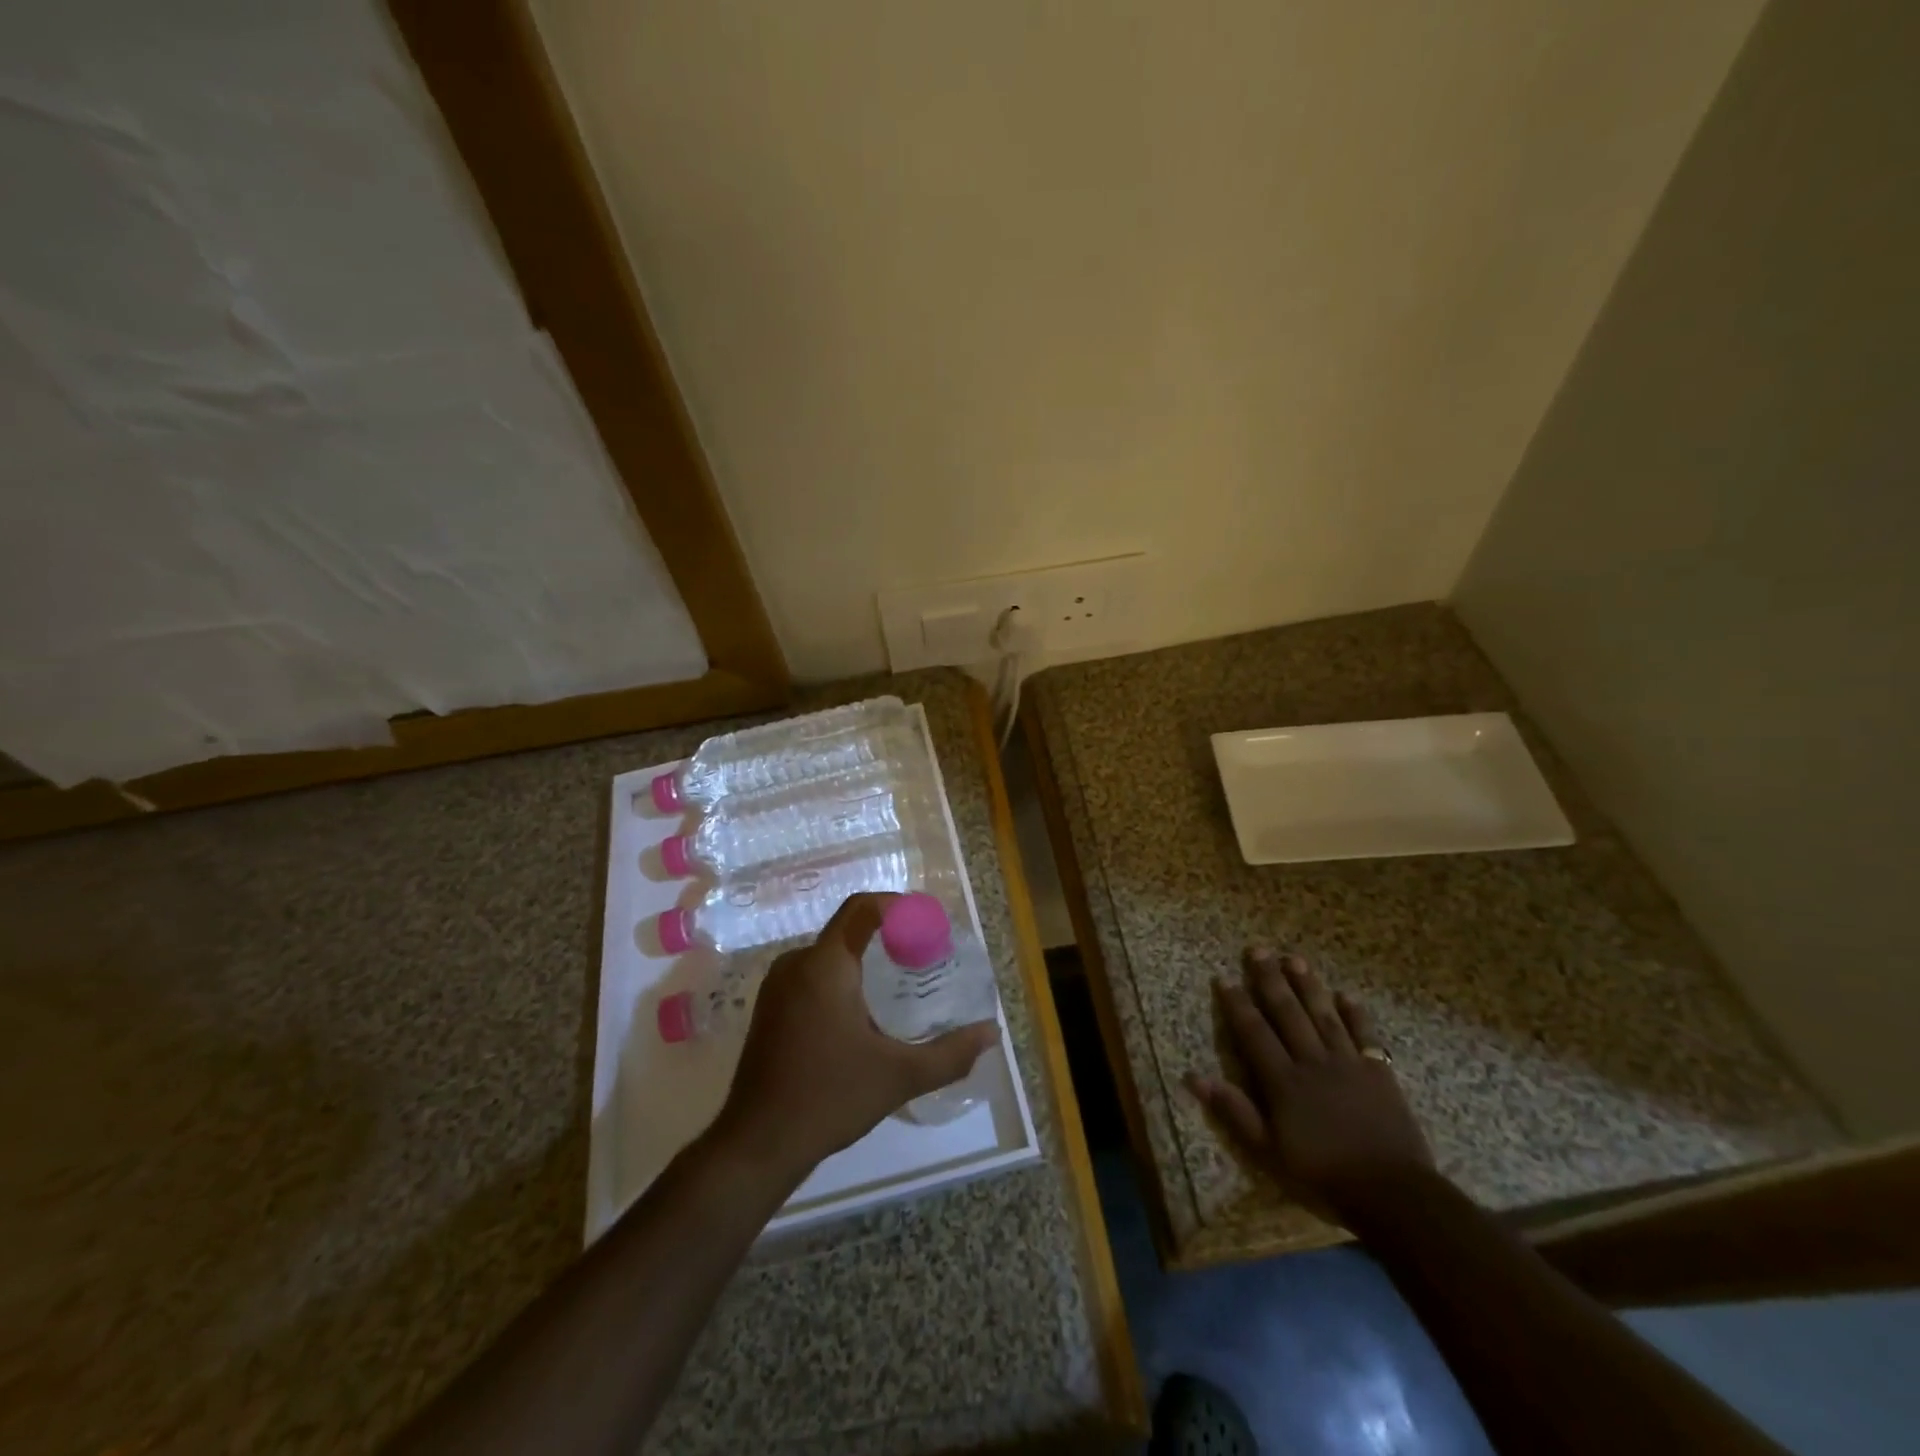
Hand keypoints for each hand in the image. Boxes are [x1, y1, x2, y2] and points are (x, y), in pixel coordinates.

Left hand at [714, 893, 997, 1184]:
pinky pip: (812, 975)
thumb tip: (992, 1033)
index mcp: (825, 965)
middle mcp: (796, 964)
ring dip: (864, 961)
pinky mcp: (769, 1009)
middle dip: (887, 938)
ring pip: (829, 955)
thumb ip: (950, 1053)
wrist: (758, 1144)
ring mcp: (776, 986)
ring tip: (899, 987)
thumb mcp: (899, 1076)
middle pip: (848, 930)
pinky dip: (841, 979)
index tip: (928, 923)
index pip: (862, 908)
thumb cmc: (829, 1098)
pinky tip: (862, 1014)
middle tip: (923, 960)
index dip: (897, 906)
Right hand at [1188, 948, 1434, 1221]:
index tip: (1224, 978)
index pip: (1254, 1033)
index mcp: (1283, 1081)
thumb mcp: (1269, 1151)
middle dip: (1270, 980)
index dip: (1238, 1004)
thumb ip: (1234, 1111)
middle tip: (1258, 950)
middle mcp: (1313, 1062)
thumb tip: (1194, 1077)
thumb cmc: (1324, 1174)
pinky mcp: (1379, 1073)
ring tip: (1294, 959)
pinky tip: (1346, 996)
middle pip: (1288, 1013)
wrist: (1393, 1193)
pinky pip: (1365, 1035)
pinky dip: (1356, 1014)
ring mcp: (1348, 1064)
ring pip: (1323, 1015)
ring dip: (1308, 985)